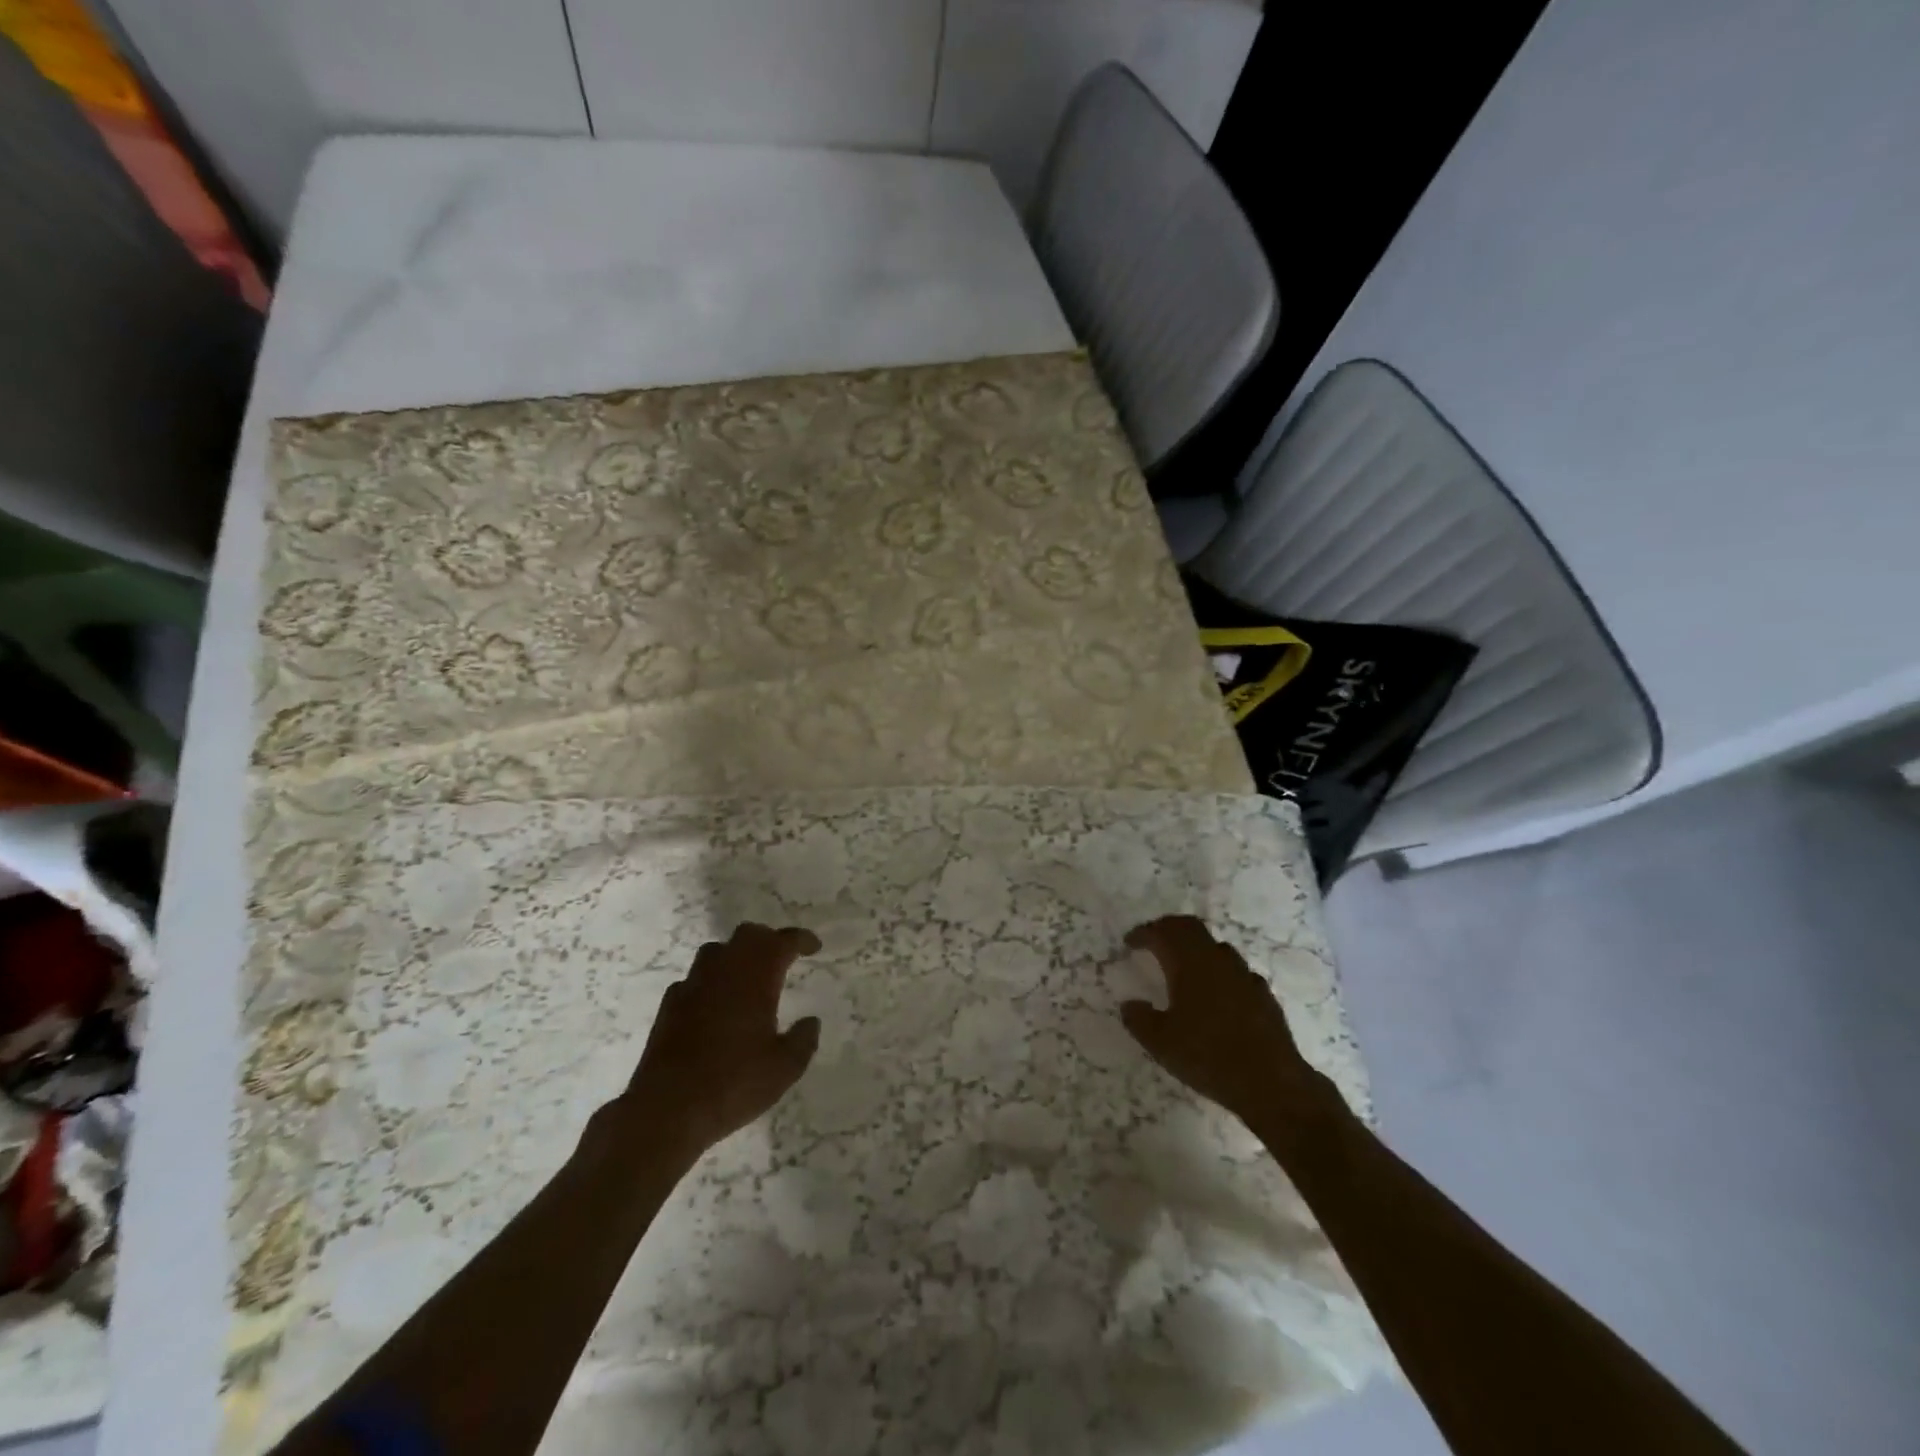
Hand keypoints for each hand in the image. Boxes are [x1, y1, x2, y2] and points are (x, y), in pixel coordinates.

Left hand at [613, 923, 822, 1162]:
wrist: (667, 1108)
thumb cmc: (734, 1083)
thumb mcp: (784, 1068)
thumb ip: (803, 1040)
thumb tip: (811, 1022)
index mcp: (756, 977)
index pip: (782, 941)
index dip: (801, 939)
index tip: (814, 947)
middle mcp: (723, 970)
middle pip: (748, 935)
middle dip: (768, 939)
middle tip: (782, 956)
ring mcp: (692, 985)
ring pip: (717, 951)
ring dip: (736, 956)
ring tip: (748, 977)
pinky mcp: (669, 1005)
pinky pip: (694, 979)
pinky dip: (710, 982)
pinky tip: (714, 1004)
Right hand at [1121, 916, 1344, 1142]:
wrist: (1271, 1083)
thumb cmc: (1208, 1057)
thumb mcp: (1160, 1043)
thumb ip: (1139, 1019)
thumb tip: (1129, 1004)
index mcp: (1189, 964)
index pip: (1162, 933)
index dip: (1144, 933)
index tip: (1130, 942)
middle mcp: (1217, 960)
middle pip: (1191, 928)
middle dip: (1169, 929)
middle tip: (1154, 939)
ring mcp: (1244, 975)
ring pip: (1215, 947)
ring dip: (1195, 948)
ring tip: (1183, 966)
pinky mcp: (1263, 995)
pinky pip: (1236, 971)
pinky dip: (1219, 972)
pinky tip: (1217, 993)